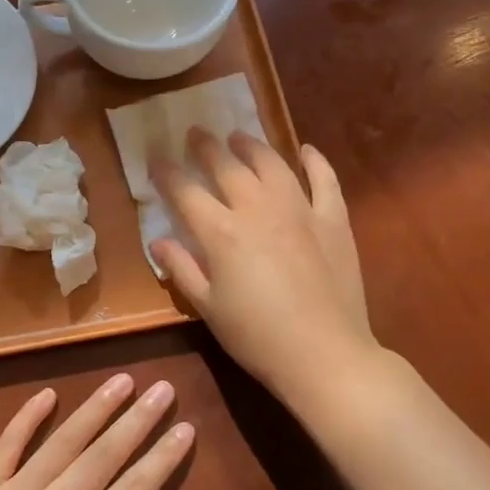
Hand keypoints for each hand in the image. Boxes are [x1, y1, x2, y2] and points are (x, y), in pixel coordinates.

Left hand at [0, 374, 191, 489]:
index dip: (161, 459)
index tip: (185, 429)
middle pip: (102, 456)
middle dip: (136, 421)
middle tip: (163, 388)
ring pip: (62, 442)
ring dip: (94, 409)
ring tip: (122, 380)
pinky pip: (7, 445)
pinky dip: (26, 418)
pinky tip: (47, 394)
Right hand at [150, 129, 377, 407]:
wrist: (325, 355)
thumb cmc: (257, 337)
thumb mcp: (208, 308)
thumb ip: (182, 270)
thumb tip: (158, 242)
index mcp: (221, 233)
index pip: (185, 192)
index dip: (166, 173)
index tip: (155, 158)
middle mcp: (258, 209)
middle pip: (227, 167)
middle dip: (206, 147)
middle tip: (195, 133)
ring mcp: (300, 211)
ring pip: (272, 164)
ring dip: (252, 146)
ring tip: (239, 137)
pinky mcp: (334, 221)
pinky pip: (325, 181)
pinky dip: (315, 162)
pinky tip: (306, 150)